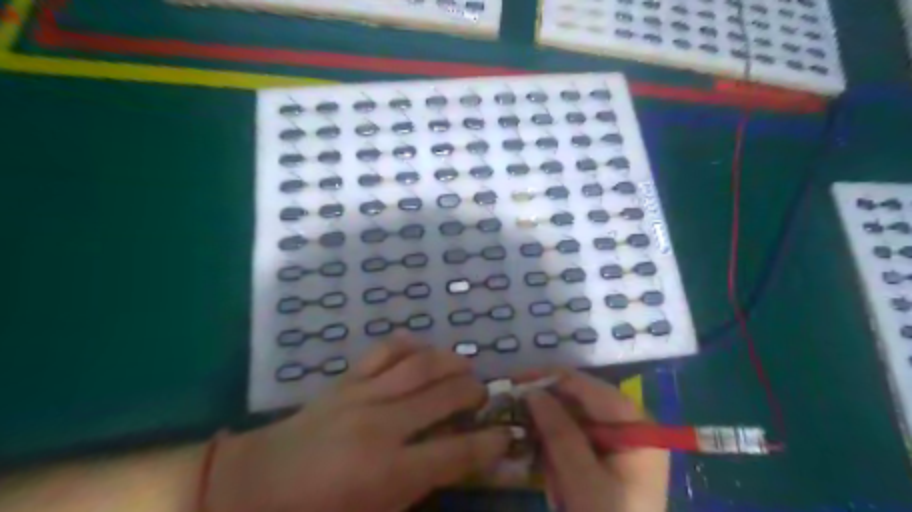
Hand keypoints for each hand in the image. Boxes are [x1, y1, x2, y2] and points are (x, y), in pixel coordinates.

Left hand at [208, 335, 515, 510]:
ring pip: (419, 365)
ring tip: (464, 366)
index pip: (456, 452)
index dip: (489, 443)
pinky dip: (410, 345)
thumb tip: (453, 464)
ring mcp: (363, 395)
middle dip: (473, 391)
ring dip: (450, 361)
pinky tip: (423, 350)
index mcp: (389, 472)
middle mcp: (382, 426)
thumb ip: (417, 490)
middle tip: (483, 394)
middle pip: (444, 395)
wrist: (253, 484)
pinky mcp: (346, 380)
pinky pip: (385, 351)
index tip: (505, 434)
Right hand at [521, 370, 666, 511]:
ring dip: (550, 433)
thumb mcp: (582, 480)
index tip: (514, 381)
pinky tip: (550, 468)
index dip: (549, 379)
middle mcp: (630, 424)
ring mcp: (619, 440)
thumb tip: (531, 391)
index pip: (587, 386)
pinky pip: (577, 437)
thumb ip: (559, 432)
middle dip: (548, 409)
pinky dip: (558, 448)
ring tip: (537, 452)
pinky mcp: (608, 456)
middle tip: (514, 413)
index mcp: (635, 424)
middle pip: (580, 400)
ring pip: (574, 418)